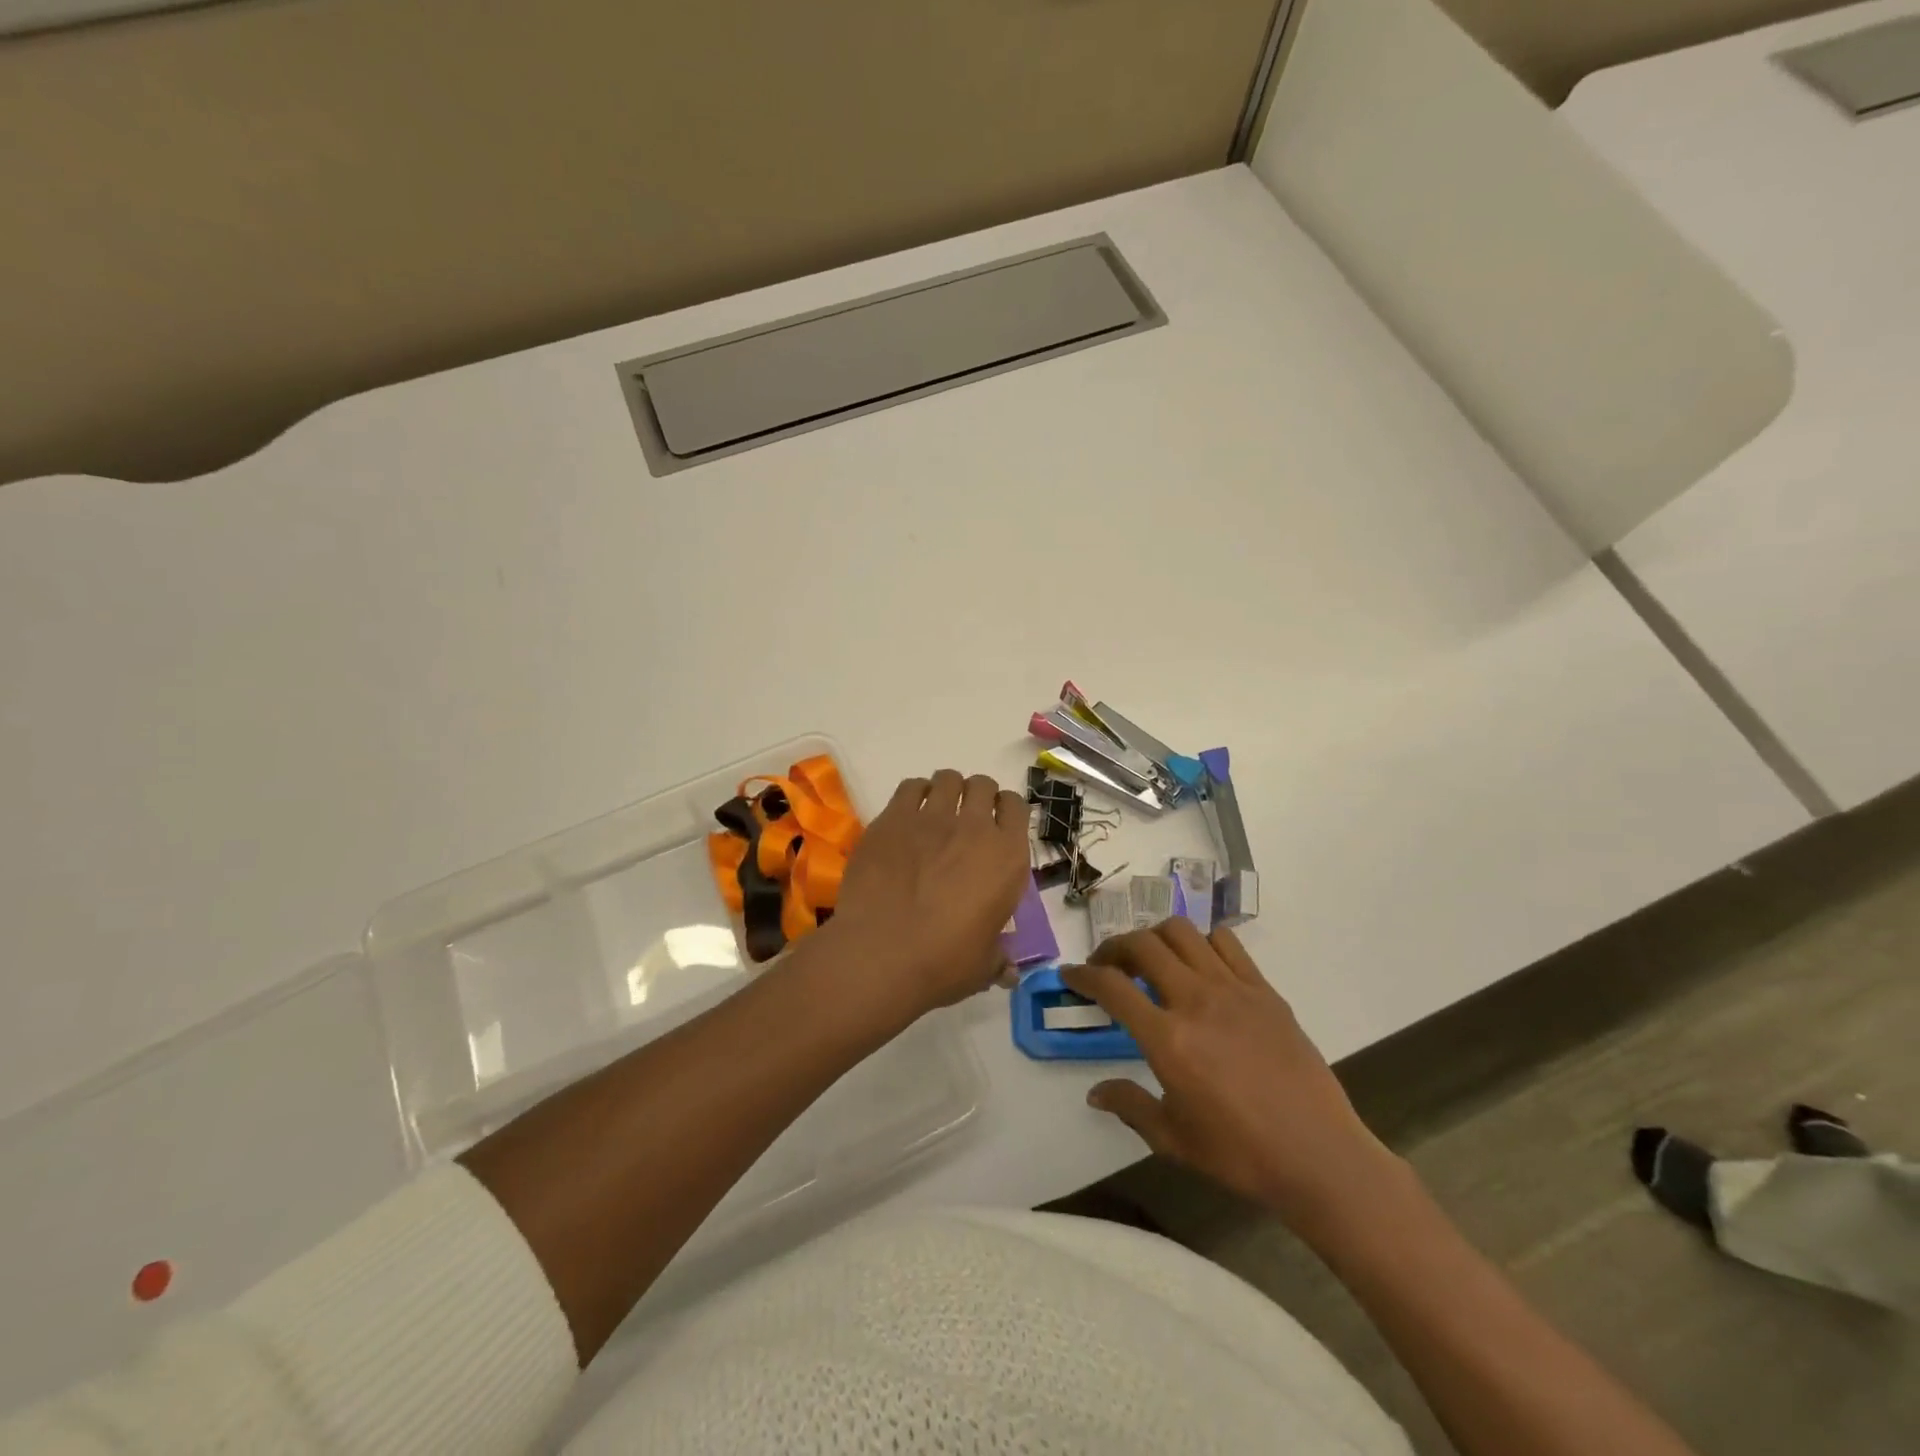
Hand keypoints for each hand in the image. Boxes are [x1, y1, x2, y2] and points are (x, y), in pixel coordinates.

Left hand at [829, 770, 1031, 1017]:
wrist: (882, 953)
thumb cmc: (943, 963)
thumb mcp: (983, 966)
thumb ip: (998, 958)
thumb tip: (1009, 972)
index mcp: (1007, 858)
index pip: (1017, 807)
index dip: (1007, 811)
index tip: (997, 823)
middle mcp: (975, 828)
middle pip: (983, 785)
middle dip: (977, 796)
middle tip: (965, 820)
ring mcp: (932, 818)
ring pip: (948, 779)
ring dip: (947, 790)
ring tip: (936, 812)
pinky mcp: (893, 818)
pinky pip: (910, 786)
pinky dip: (914, 794)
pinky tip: (908, 814)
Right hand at [1063, 920, 1399, 1229]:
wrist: (1319, 1156)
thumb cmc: (1240, 1154)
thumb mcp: (1173, 1139)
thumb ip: (1130, 1106)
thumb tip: (1095, 1093)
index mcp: (1167, 1038)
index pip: (1111, 986)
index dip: (1083, 975)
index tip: (1070, 975)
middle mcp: (1195, 1000)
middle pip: (1142, 944)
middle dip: (1114, 947)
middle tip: (1107, 966)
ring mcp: (1233, 989)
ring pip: (1182, 932)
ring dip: (1155, 938)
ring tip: (1151, 960)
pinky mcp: (1264, 990)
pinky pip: (1226, 943)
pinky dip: (1202, 942)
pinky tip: (1199, 966)